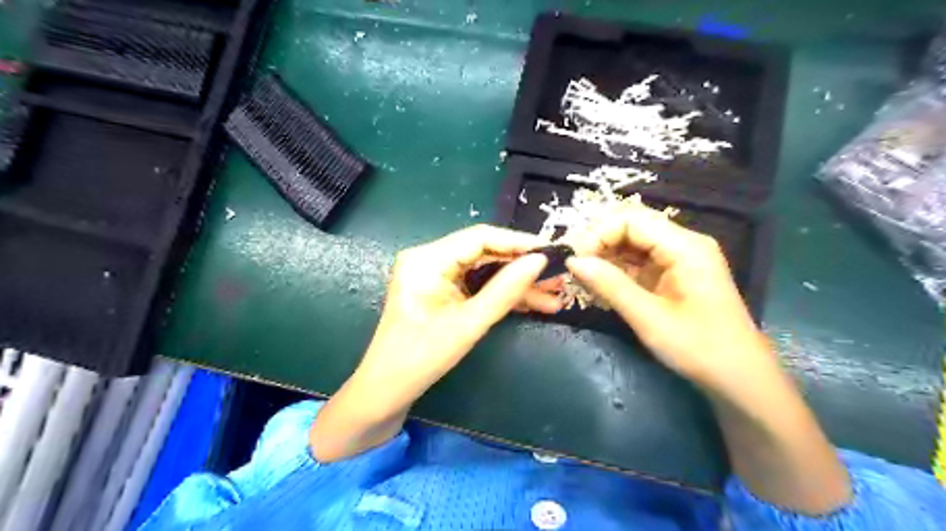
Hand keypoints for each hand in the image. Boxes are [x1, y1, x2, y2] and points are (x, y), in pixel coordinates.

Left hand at [358, 225, 556, 398]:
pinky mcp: (441, 290)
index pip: (480, 237)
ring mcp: (435, 275)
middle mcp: (430, 258)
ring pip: (485, 270)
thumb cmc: (421, 358)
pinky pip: (477, 285)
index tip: (553, 251)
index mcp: (427, 259)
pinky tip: (532, 303)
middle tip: (558, 278)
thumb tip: (540, 261)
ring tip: (553, 296)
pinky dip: (502, 295)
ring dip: (517, 284)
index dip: (519, 243)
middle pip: (485, 253)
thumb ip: (506, 290)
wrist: (387, 391)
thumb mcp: (469, 324)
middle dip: (522, 268)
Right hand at [564, 205, 770, 387]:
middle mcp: (684, 244)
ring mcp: (680, 258)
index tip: (575, 259)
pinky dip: (619, 269)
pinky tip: (602, 283)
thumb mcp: (648, 318)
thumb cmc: (698, 347)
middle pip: (633, 226)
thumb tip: (572, 261)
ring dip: (607, 255)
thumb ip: (610, 285)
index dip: (599, 233)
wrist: (738, 377)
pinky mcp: (675, 274)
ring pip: (634, 243)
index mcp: (685, 247)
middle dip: (600, 241)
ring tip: (583, 276)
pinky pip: (641, 260)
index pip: (632, 220)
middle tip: (575, 265)